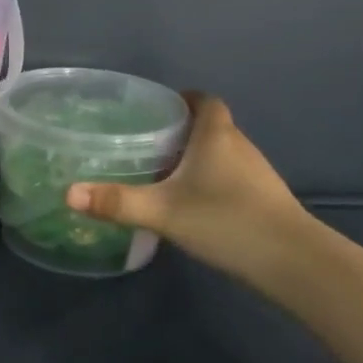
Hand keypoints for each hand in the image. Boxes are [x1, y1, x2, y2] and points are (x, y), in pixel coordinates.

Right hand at [64, 94, 312, 287]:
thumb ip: (116, 202)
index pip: (204, 100)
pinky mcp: (265, 199)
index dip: (183, 99)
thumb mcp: (164, 212)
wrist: (294, 262)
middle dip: (182, 131)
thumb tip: (68, 193)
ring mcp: (257, 174)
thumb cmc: (226, 220)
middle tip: (148, 144)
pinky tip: (194, 205)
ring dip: (198, 158)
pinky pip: (232, 177)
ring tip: (164, 174)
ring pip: (222, 153)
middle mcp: (239, 146)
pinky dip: (212, 181)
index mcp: (216, 135)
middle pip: (211, 126)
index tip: (158, 110)